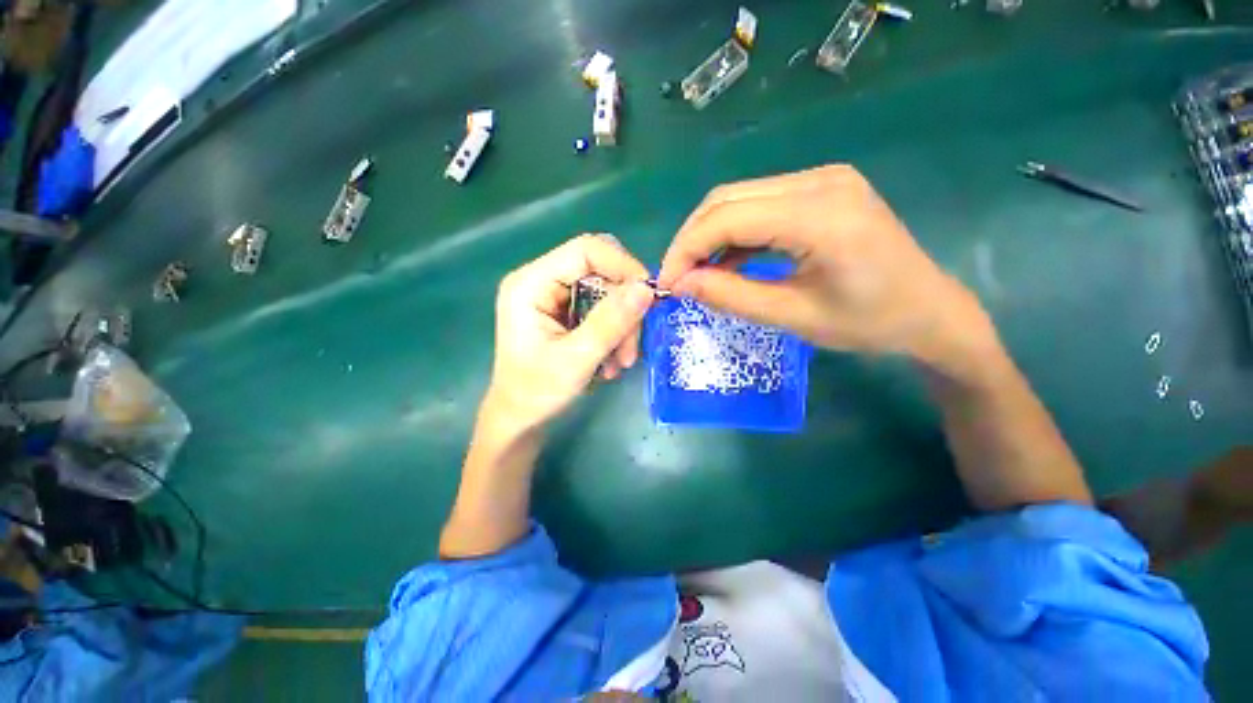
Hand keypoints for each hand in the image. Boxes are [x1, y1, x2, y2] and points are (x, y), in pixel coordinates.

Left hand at [482, 234, 652, 434]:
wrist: (520, 421)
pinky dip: (615, 334)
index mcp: (531, 284)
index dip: (622, 265)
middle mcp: (541, 281)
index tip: (649, 295)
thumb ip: (610, 322)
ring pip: (607, 293)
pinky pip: (603, 310)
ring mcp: (553, 297)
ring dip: (622, 326)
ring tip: (622, 362)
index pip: (585, 251)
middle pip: (600, 271)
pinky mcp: (565, 313)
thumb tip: (646, 288)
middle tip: (633, 344)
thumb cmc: (536, 394)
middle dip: (624, 307)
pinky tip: (612, 361)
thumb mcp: (576, 359)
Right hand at [658, 165, 996, 374]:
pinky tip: (727, 261)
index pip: (726, 218)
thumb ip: (731, 296)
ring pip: (739, 199)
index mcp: (819, 214)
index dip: (686, 249)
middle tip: (677, 278)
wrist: (930, 311)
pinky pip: (760, 205)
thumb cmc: (869, 323)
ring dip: (709, 235)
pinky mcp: (821, 189)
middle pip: (727, 199)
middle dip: (691, 240)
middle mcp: (818, 181)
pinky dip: (734, 233)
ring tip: (696, 273)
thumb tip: (680, 284)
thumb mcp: (793, 317)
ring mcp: (821, 179)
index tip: (666, 283)